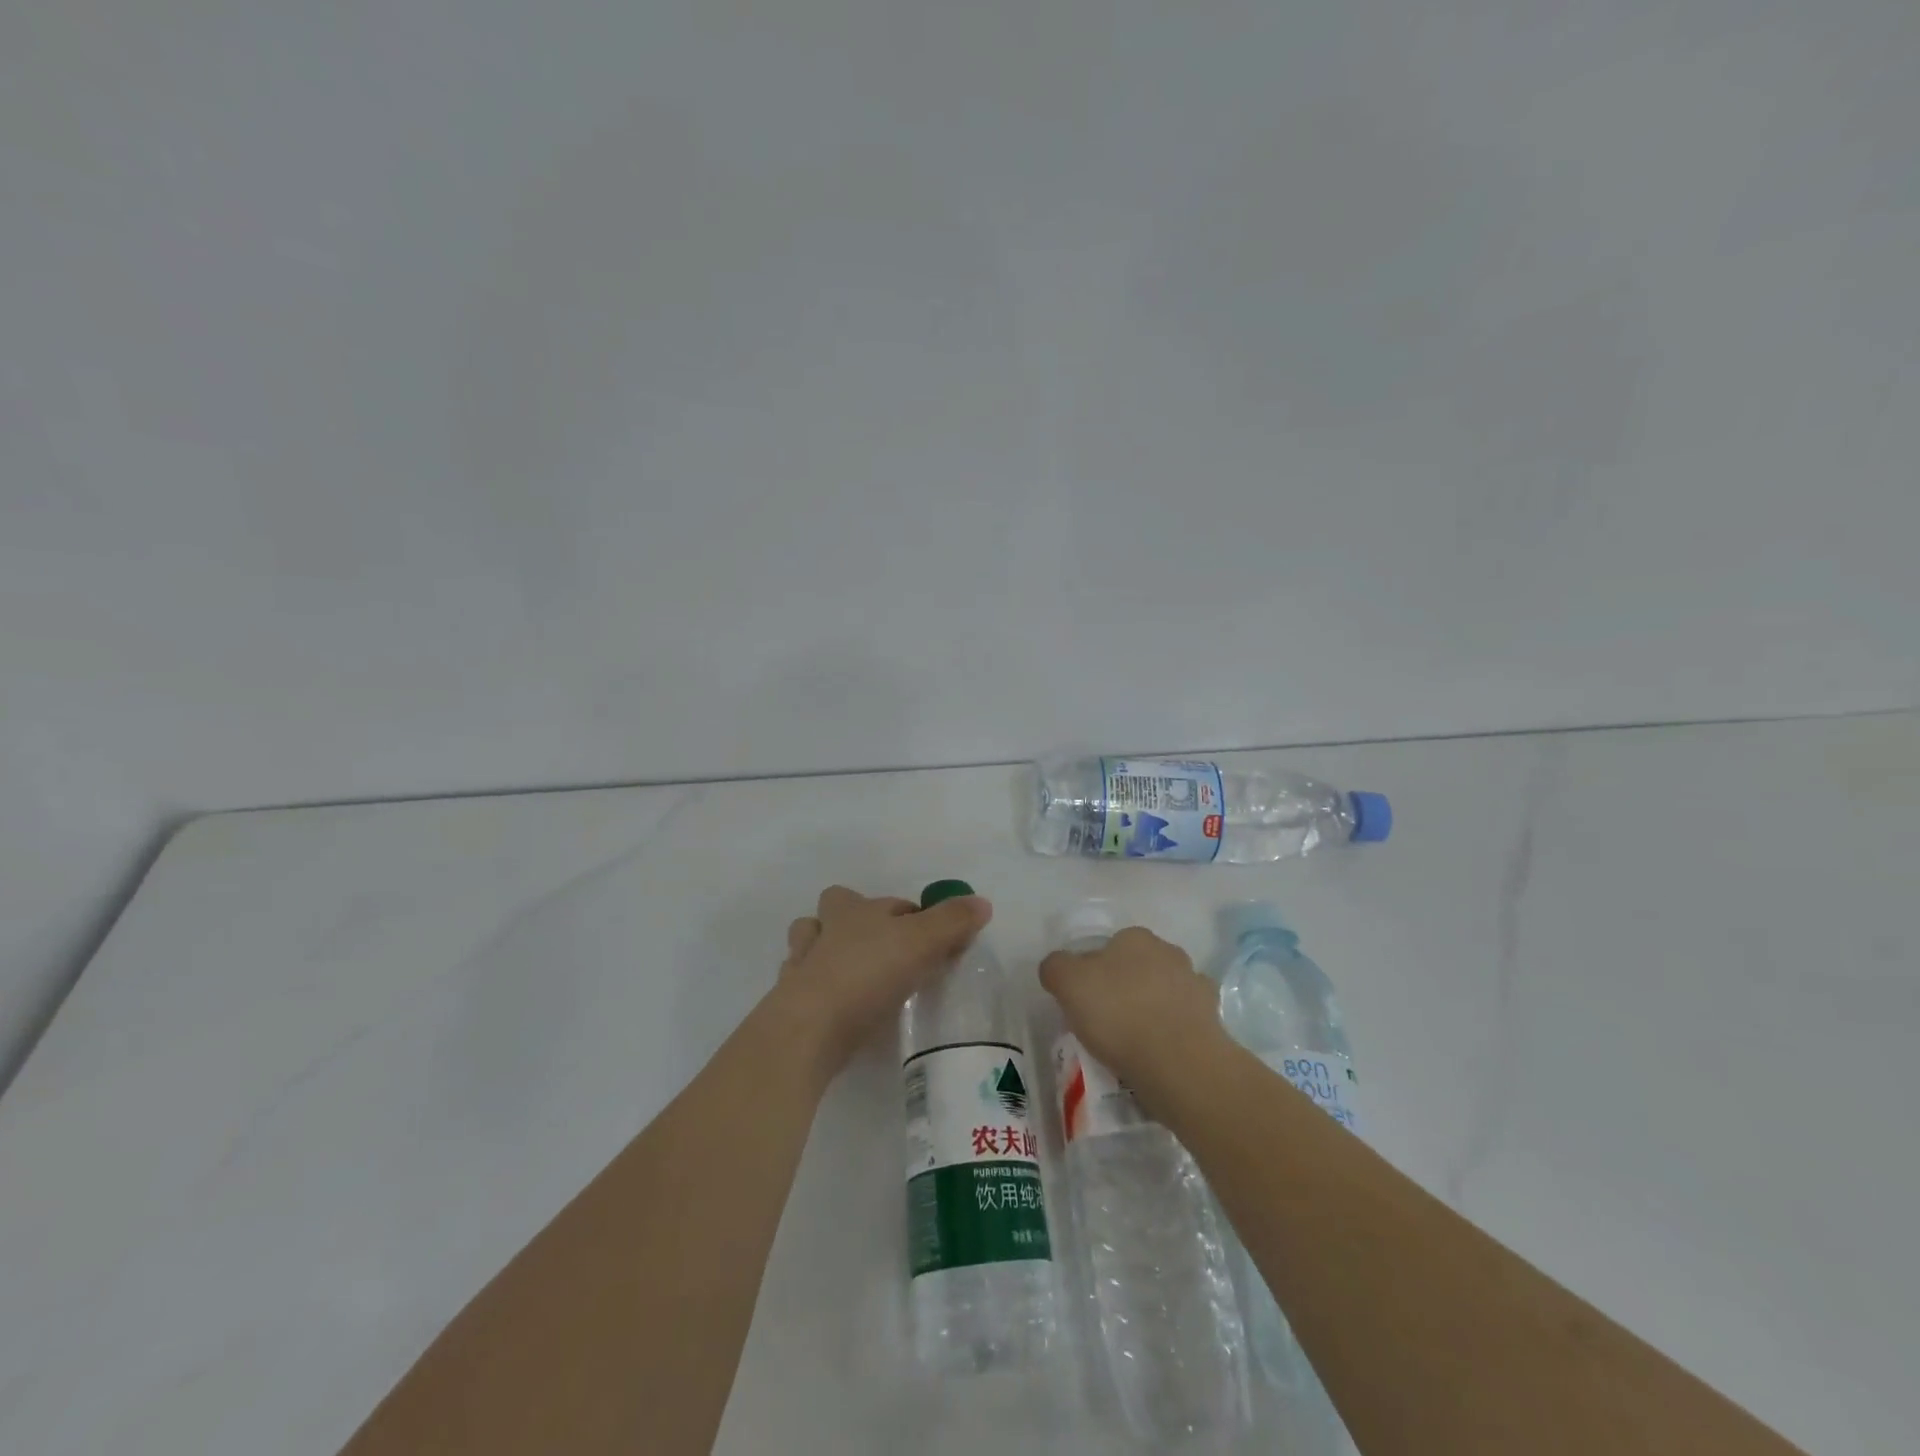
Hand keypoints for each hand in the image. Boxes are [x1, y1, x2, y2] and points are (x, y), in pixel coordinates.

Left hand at [772, 885, 991, 1072]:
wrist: (809, 1028)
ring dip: (825, 950)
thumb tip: (982, 902)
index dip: (912, 913)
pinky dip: (817, 990)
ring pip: (808, 943)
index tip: (933, 938)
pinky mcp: (789, 1003)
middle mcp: (824, 930)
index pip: (887, 902)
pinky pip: (802, 986)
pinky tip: (835, 1008)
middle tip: (884, 949)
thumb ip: (952, 922)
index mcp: (854, 910)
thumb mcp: (921, 942)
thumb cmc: (867, 975)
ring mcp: (801, 966)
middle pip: (833, 909)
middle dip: (851, 918)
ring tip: (852, 973)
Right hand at [1039, 927, 1227, 1090]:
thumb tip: (1057, 967)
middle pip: (1137, 968)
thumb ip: (1056, 967)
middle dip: (1124, 988)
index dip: (1093, 972)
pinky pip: (1183, 1022)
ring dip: (1151, 1009)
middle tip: (1106, 1022)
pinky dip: (1172, 1032)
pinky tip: (1159, 1054)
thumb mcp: (1068, 983)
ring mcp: (1196, 985)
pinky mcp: (1213, 1020)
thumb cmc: (1119, 1014)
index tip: (1084, 1001)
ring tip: (1133, 1044)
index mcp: (1135, 938)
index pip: (1108, 947)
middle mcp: (1169, 952)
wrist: (1180, 1063)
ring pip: (1163, 993)